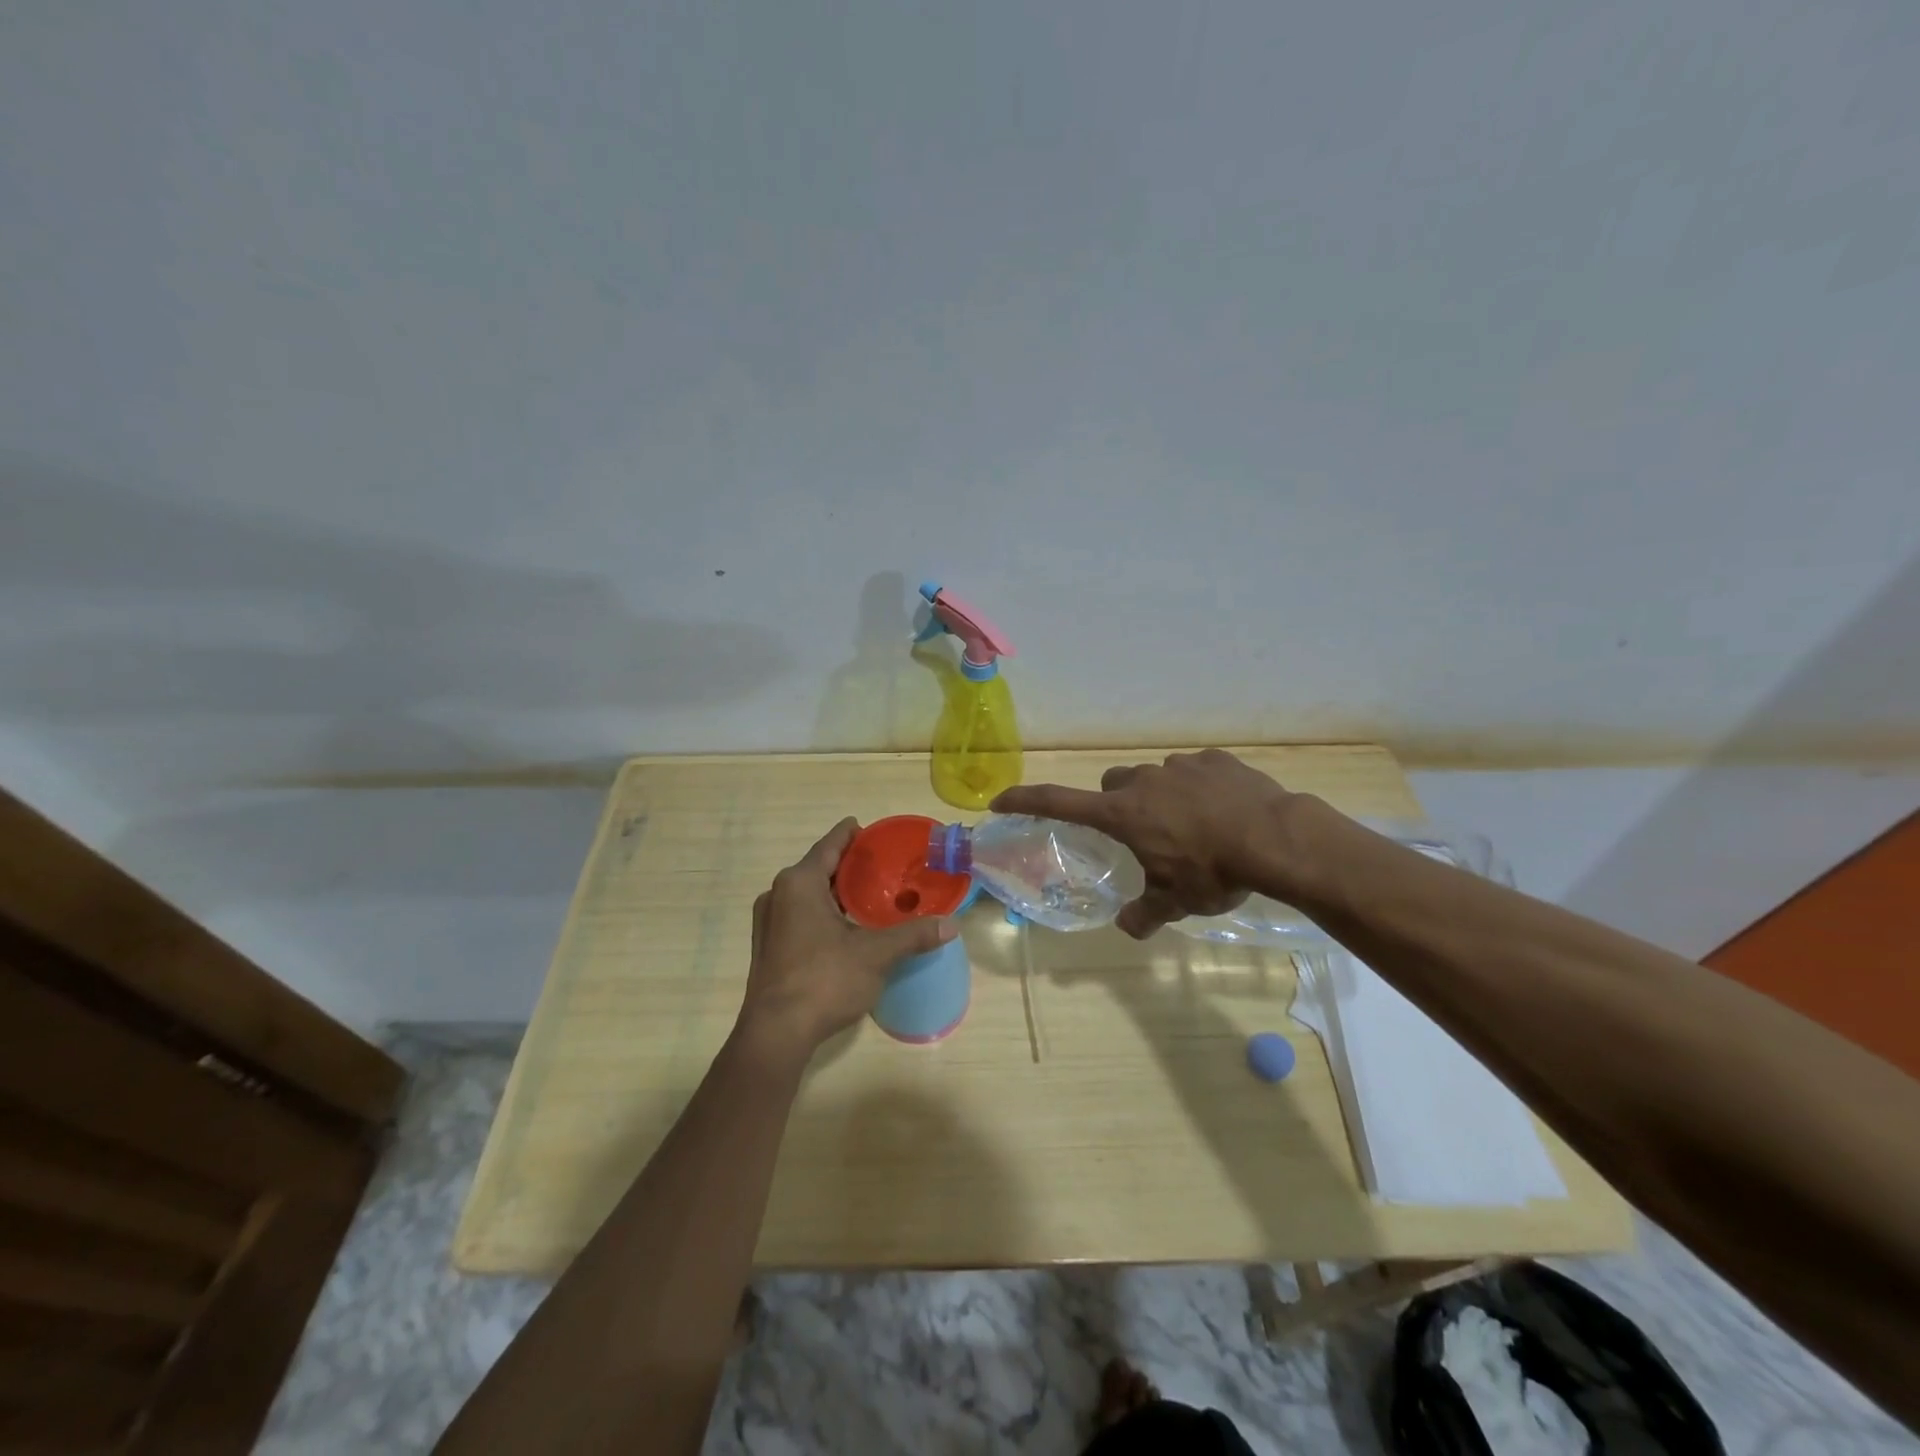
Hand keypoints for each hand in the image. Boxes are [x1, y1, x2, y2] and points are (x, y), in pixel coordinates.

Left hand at [738, 818, 956, 1056]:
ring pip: (807, 893)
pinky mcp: (767, 946)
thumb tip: (952, 924)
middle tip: (881, 865)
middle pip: (818, 868)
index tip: (871, 830)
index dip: (852, 834)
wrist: (776, 1033)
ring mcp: (768, 922)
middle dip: (848, 866)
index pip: (830, 845)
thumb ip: (913, 935)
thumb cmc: (824, 980)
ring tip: (868, 894)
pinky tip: (845, 926)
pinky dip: (822, 911)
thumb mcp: (876, 954)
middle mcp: (777, 894)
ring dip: (834, 891)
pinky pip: (799, 914)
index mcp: (800, 883)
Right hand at [992, 749, 1301, 938]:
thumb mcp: (1175, 902)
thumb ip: (1145, 915)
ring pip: (1154, 778)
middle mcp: (1144, 782)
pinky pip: (1194, 771)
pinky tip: (1222, 812)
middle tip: (1141, 835)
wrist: (1274, 839)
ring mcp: (1180, 766)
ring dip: (1161, 798)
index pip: (1058, 801)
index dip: (1025, 800)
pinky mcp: (1215, 760)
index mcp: (1122, 814)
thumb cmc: (1212, 872)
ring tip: (1192, 828)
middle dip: (1117, 805)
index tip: (1000, 800)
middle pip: (1112, 785)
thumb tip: (1127, 927)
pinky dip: (1198, 789)